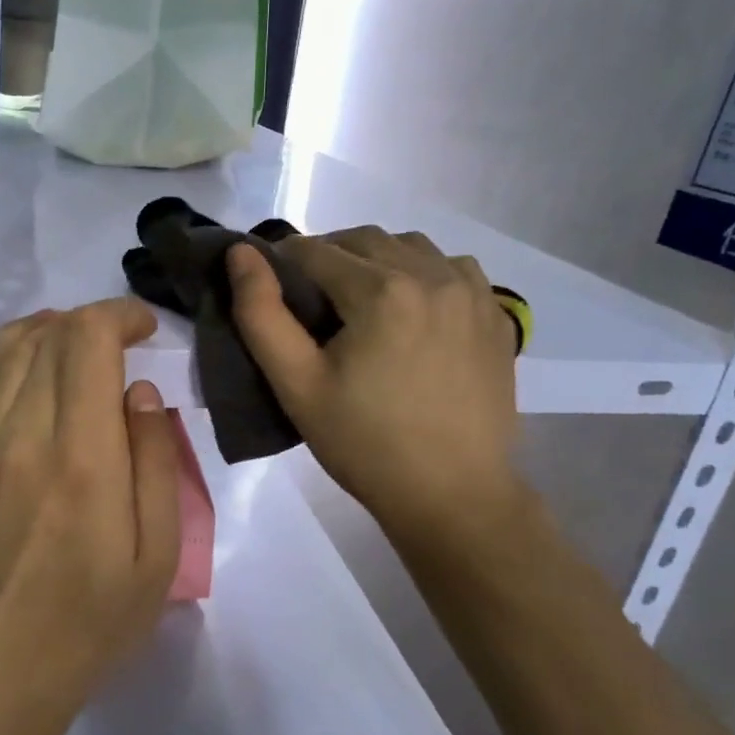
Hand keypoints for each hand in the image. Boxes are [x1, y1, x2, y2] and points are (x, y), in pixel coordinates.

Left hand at [0, 298, 180, 734]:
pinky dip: (14, 356)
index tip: (146, 327)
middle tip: (124, 341)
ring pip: (7, 349)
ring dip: (49, 330)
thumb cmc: (90, 624)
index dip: (119, 315)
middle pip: (48, 334)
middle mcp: (22, 433)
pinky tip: (37, 376)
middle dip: (91, 320)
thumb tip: (139, 394)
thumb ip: (154, 461)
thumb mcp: (156, 554)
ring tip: (80, 346)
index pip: (87, 340)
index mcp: (80, 456)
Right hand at [226, 228, 522, 542]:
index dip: (282, 263)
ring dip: (376, 259)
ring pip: (411, 247)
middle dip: (327, 256)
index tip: (271, 290)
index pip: (314, 250)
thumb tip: (239, 254)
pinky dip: (423, 273)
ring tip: (359, 302)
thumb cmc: (364, 443)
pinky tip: (410, 310)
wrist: (452, 495)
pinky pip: (453, 268)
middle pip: (364, 239)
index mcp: (381, 290)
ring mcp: (472, 292)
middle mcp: (433, 274)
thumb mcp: (296, 384)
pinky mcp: (495, 315)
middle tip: (308, 299)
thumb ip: (260, 313)